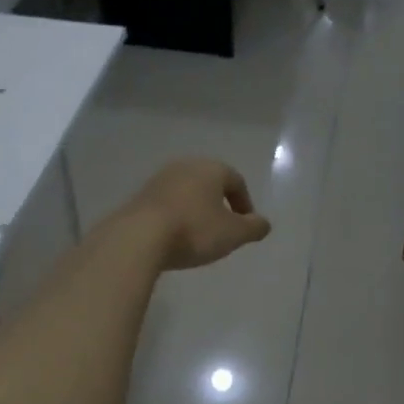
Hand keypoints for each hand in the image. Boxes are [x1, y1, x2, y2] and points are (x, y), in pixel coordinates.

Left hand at [120, 159, 271, 270]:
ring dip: (197, 210)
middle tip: (224, 229)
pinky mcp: (140, 196)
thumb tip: (264, 223)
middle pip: (210, 183)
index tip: (246, 226)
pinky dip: (177, 216)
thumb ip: (253, 228)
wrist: (139, 237)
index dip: (245, 204)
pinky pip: (167, 204)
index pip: (236, 181)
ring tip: (199, 235)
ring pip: (187, 192)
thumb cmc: (194, 230)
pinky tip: (176, 237)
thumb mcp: (233, 234)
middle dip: (220, 205)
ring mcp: (159, 179)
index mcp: (211, 169)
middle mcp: (185, 166)